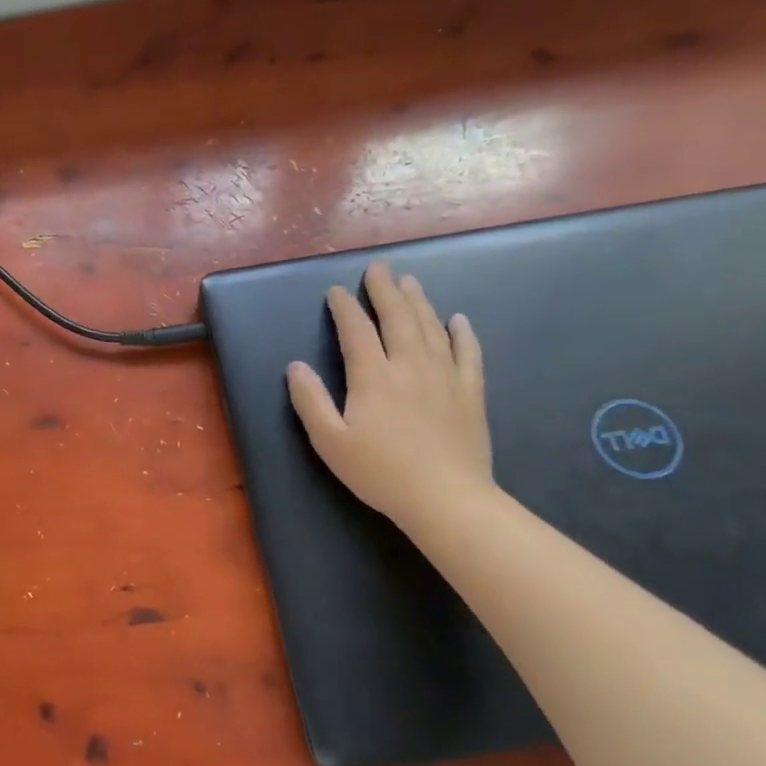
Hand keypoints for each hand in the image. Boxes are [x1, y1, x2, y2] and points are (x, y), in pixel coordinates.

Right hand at [286, 260, 492, 530]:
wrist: (446, 499)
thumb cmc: (380, 472)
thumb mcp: (329, 441)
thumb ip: (310, 400)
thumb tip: (295, 366)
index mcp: (373, 376)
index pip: (356, 330)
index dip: (345, 307)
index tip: (336, 291)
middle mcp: (410, 366)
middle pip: (397, 318)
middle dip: (385, 289)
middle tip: (379, 267)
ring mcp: (445, 377)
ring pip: (431, 328)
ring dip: (418, 301)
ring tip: (409, 282)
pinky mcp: (470, 393)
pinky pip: (469, 354)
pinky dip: (462, 333)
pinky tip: (457, 320)